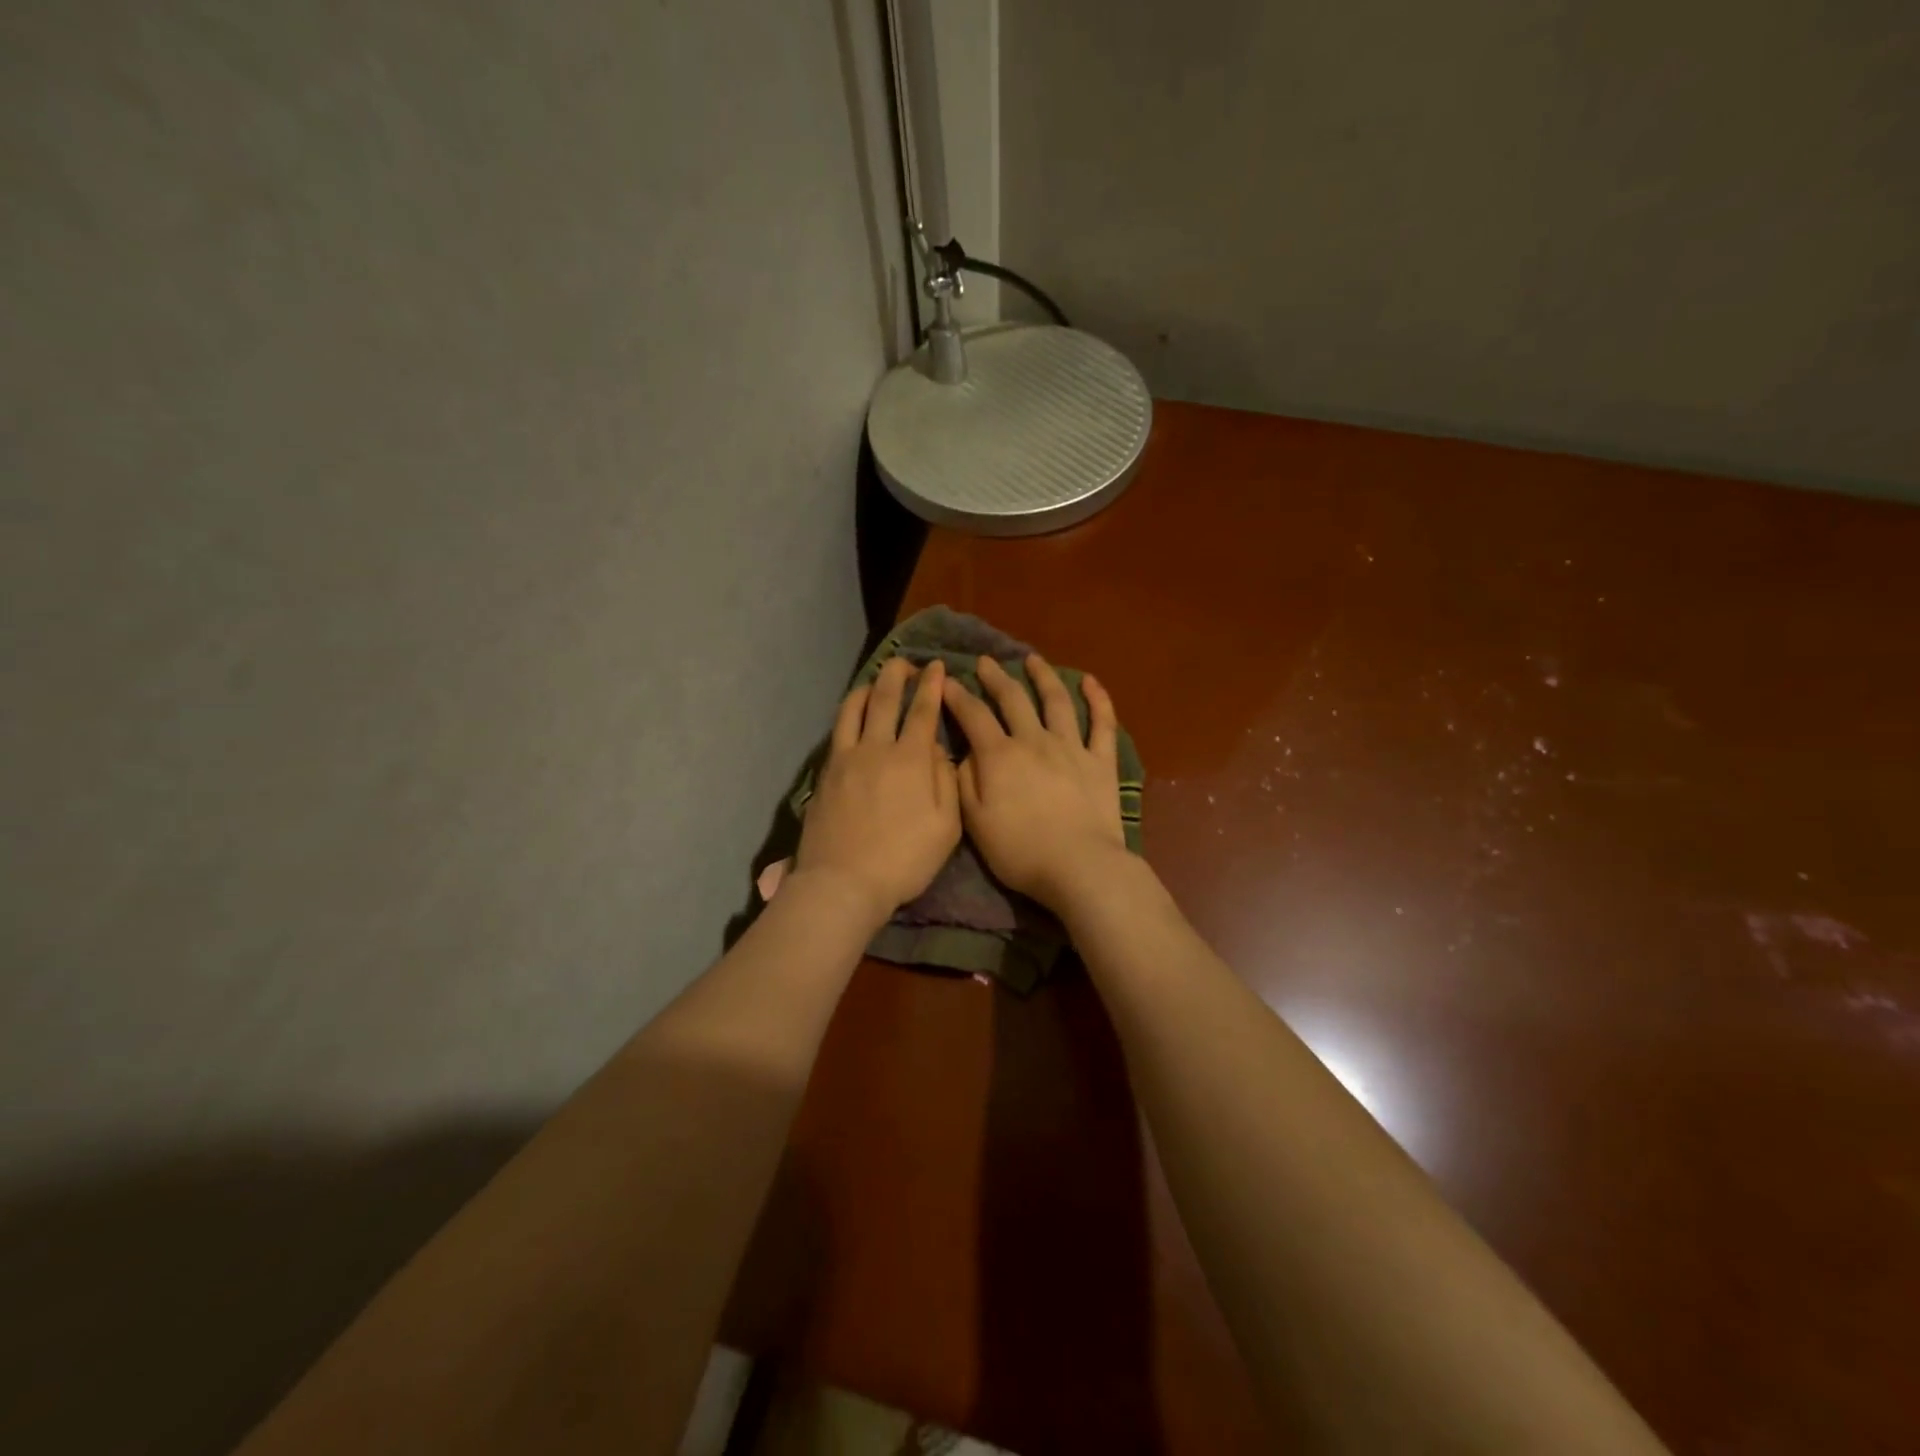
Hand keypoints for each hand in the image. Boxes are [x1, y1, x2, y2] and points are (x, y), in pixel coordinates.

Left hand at [795, 656, 960, 923]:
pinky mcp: (826, 772)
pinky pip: (837, 730)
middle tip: (906, 663)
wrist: (843, 882)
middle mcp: (877, 748)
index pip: (923, 711)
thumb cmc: (903, 860)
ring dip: (868, 687)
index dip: (932, 685)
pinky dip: (847, 712)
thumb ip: (946, 782)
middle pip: (886, 699)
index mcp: (912, 760)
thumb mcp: (946, 828)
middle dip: (898, 675)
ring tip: (876, 680)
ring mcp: (847, 758)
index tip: (936, 666)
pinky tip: (852, 713)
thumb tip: (939, 750)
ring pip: (855, 708)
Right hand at [941, 654, 1126, 911]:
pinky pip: (1102, 724)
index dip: (957, 695)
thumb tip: (963, 753)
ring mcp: (1071, 748)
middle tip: (985, 662)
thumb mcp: (974, 822)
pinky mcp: (1101, 762)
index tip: (945, 681)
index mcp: (999, 756)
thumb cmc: (1020, 851)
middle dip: (995, 678)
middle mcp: (1034, 741)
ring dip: (1043, 677)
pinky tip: (1091, 682)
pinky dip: (1098, 699)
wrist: (1079, 867)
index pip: (973, 715)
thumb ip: (964, 782)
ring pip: (1056, 701)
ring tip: (1032, 660)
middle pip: (1012, 699)